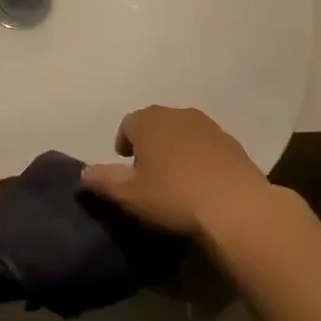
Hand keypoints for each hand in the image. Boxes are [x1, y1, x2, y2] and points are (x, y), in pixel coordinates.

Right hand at [81, 106, 275, 240]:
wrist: (235, 207)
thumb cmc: (173, 197)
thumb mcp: (129, 195)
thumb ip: (103, 180)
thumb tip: (84, 173)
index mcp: (150, 121)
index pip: (128, 124)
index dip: (123, 143)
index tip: (125, 165)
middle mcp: (179, 114)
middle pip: (156, 123)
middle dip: (149, 143)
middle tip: (148, 172)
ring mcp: (210, 126)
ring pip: (183, 132)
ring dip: (176, 148)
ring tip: (175, 178)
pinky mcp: (233, 143)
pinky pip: (207, 146)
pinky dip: (200, 157)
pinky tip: (202, 183)